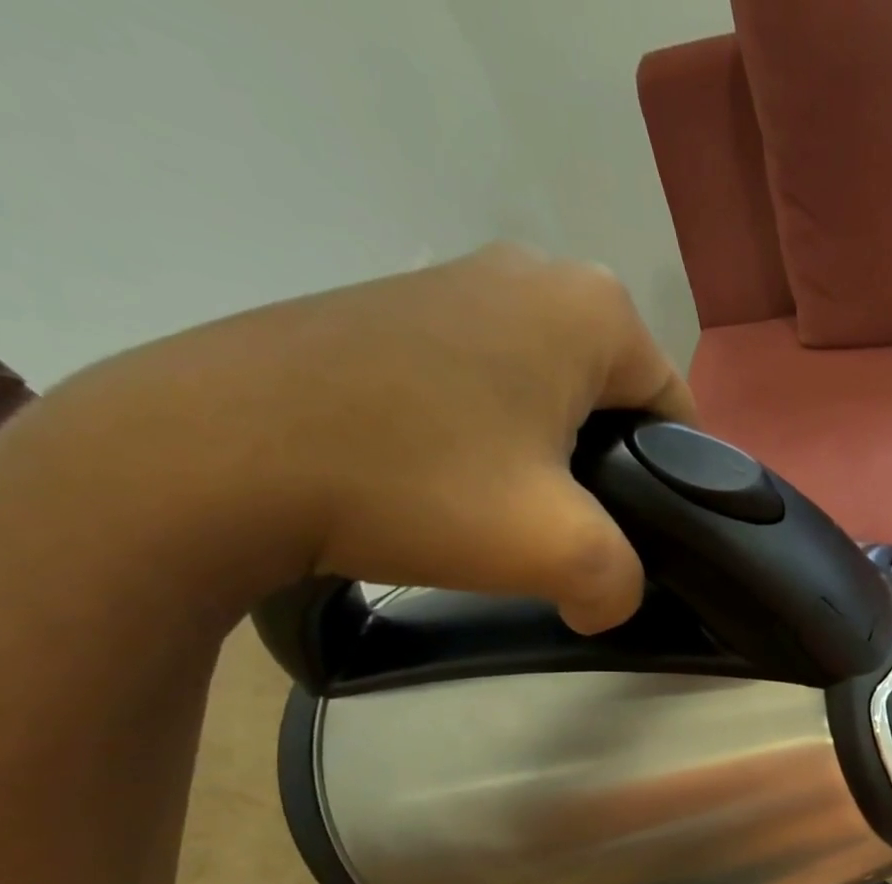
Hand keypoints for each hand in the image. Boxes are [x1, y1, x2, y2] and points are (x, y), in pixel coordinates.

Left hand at [23, 243, 695, 631]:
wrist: (213, 456)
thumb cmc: (418, 485)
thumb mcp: (563, 553)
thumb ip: (624, 587)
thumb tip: (605, 603)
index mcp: (592, 309)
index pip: (678, 413)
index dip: (670, 487)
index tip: (634, 538)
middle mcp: (532, 272)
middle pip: (617, 403)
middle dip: (609, 471)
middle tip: (568, 530)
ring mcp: (454, 280)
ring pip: (552, 394)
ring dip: (549, 457)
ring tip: (505, 512)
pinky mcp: (395, 307)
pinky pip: (487, 382)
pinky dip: (490, 435)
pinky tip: (449, 480)